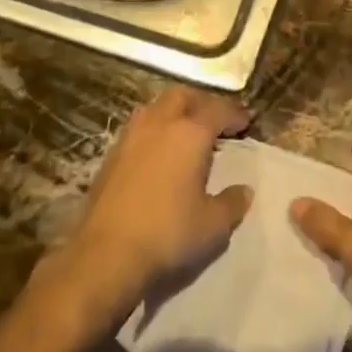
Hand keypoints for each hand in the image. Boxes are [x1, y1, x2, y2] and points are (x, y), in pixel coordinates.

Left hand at [43, 87, 252, 322]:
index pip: (217, 110)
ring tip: (186, 133)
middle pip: (182, 96)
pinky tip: (159, 153)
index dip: (234, 114)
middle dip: (202, 102)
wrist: (105, 255)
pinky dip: (155, 130)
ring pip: (155, 107)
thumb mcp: (213, 225)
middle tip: (216, 120)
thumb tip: (244, 190)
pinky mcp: (110, 156)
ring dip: (175, 112)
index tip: (245, 123)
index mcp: (189, 134)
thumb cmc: (168, 234)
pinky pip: (138, 128)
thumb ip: (232, 203)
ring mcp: (130, 138)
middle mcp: (159, 125)